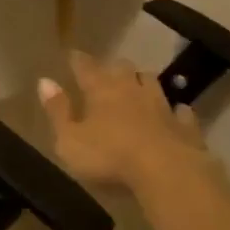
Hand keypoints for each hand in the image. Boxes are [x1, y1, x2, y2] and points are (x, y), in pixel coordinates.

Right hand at [37, 50, 210, 190]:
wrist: (168, 173)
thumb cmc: (109, 157)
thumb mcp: (70, 140)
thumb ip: (57, 110)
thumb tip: (44, 81)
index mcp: (100, 90)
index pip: (85, 67)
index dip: (78, 60)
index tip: (72, 55)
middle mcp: (131, 90)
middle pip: (122, 68)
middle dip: (113, 67)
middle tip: (106, 71)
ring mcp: (162, 106)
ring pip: (152, 83)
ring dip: (143, 82)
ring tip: (138, 85)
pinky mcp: (186, 126)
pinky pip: (181, 112)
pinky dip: (176, 110)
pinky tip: (176, 112)